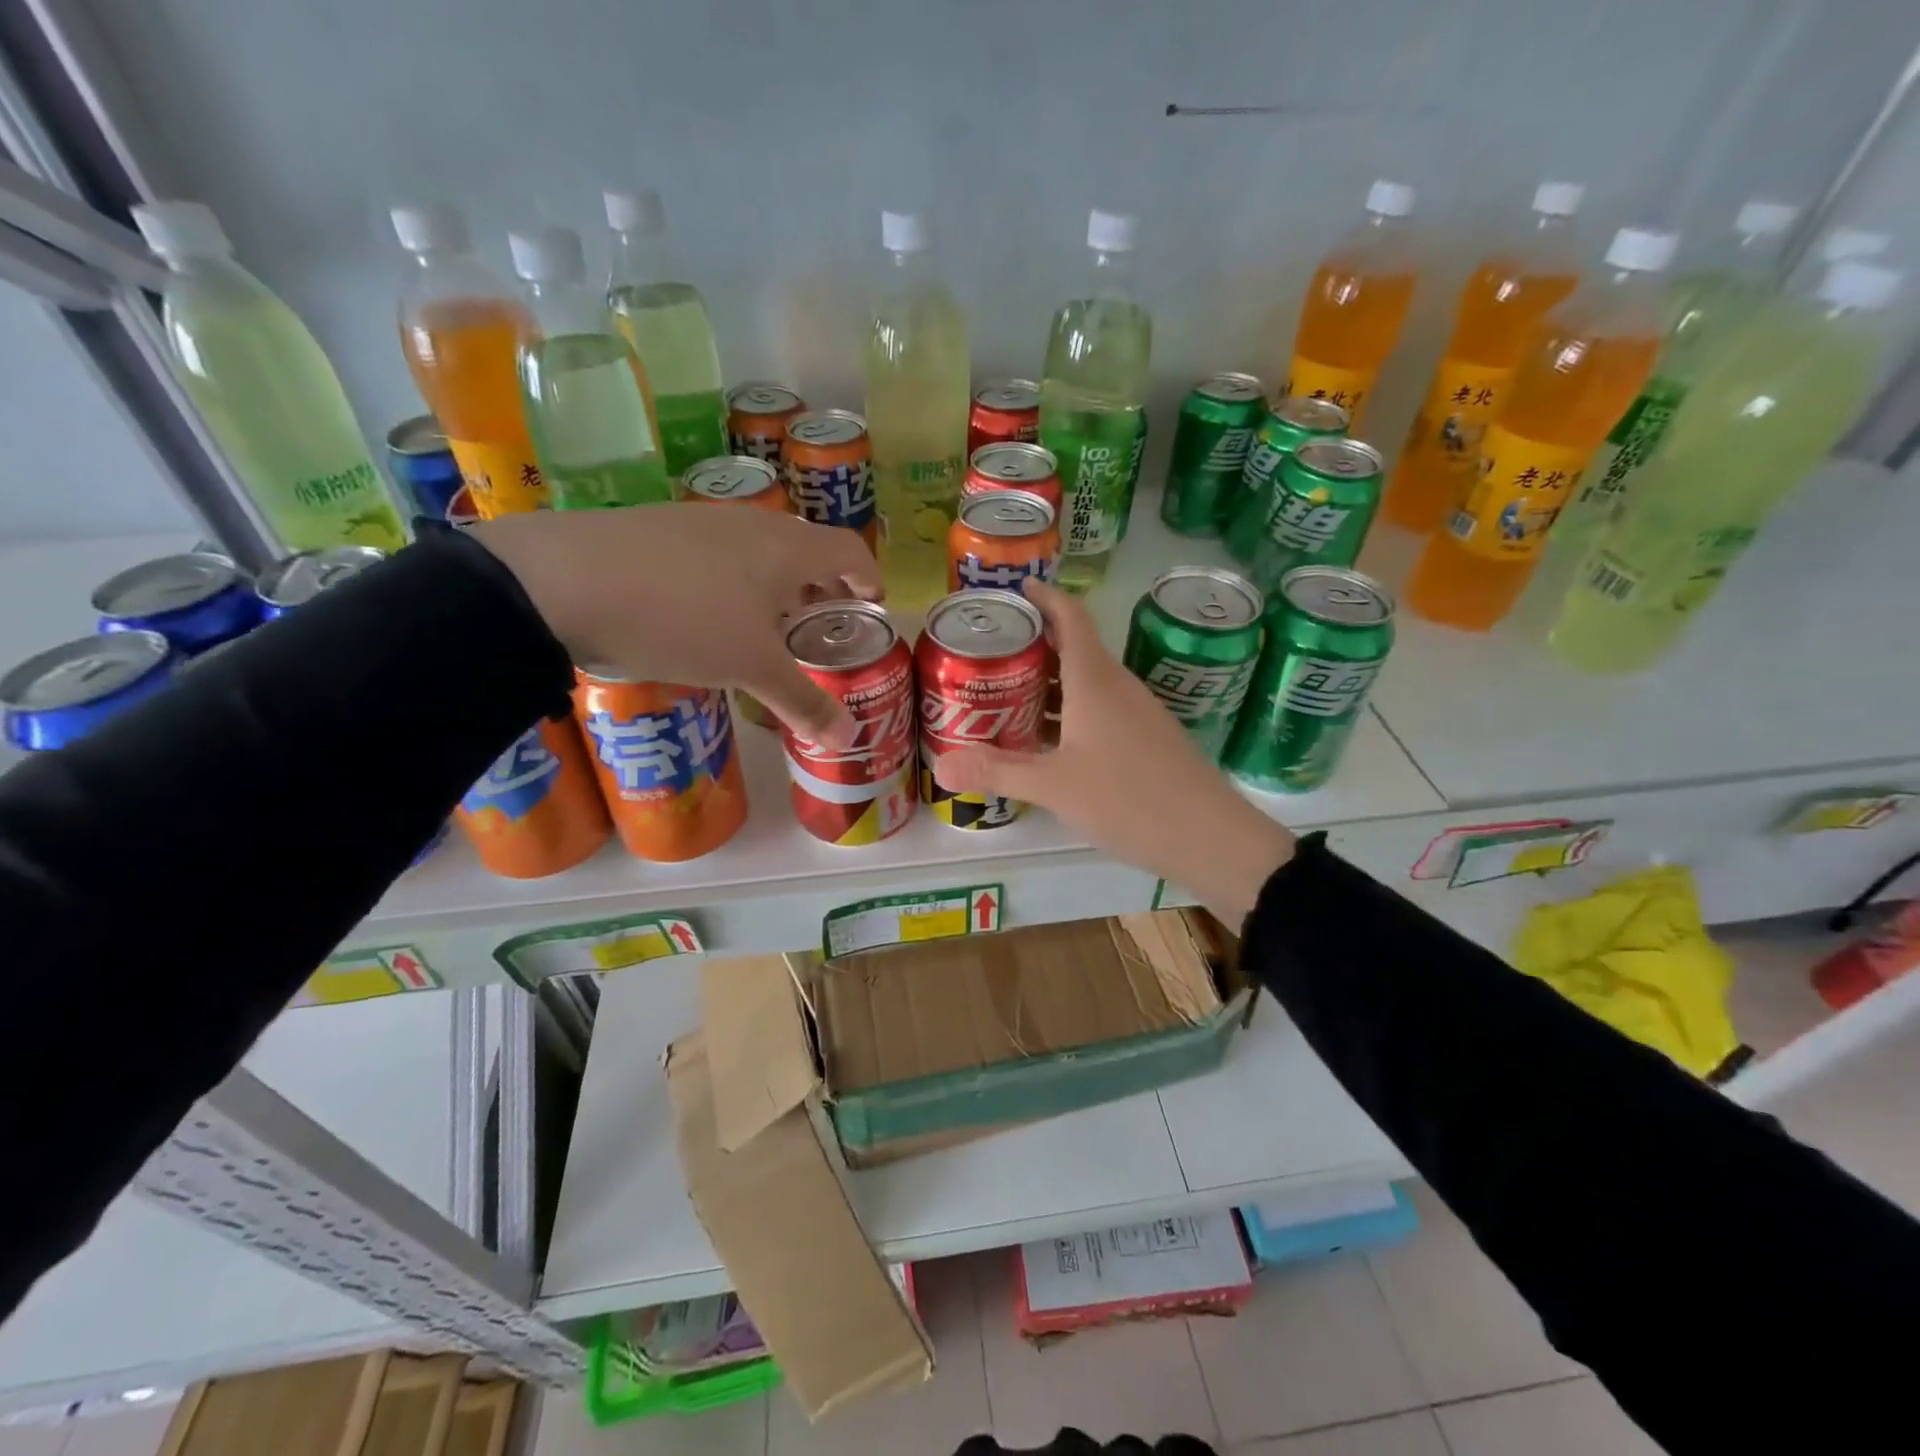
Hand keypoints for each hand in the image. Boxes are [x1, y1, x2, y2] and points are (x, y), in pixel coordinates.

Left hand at [473, 506, 880, 746]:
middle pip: (804, 548)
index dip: (868, 575)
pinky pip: (716, 552)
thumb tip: (848, 739)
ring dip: (775, 584)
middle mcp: (750, 524)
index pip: (848, 549)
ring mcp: (701, 520)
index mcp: (786, 548)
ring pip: (757, 549)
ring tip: (766, 625)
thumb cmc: (684, 619)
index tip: (873, 602)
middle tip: (820, 624)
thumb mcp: (750, 668)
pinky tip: (707, 613)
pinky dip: (732, 580)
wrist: (563, 581)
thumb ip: (802, 702)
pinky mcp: (658, 528)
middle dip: (821, 586)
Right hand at [932, 579, 1294, 924]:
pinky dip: (1070, 712)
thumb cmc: (1128, 799)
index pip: (1070, 618)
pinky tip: (1049, 742)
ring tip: (1008, 695)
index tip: (1016, 589)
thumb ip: (998, 771)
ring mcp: (1138, 713)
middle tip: (990, 654)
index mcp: (1095, 681)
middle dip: (1034, 645)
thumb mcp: (1054, 786)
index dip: (1045, 597)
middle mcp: (1118, 687)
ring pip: (1087, 683)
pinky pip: (1101, 710)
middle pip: (1075, 648)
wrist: (1210, 837)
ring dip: (1050, 683)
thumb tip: (941, 765)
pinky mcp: (1148, 740)